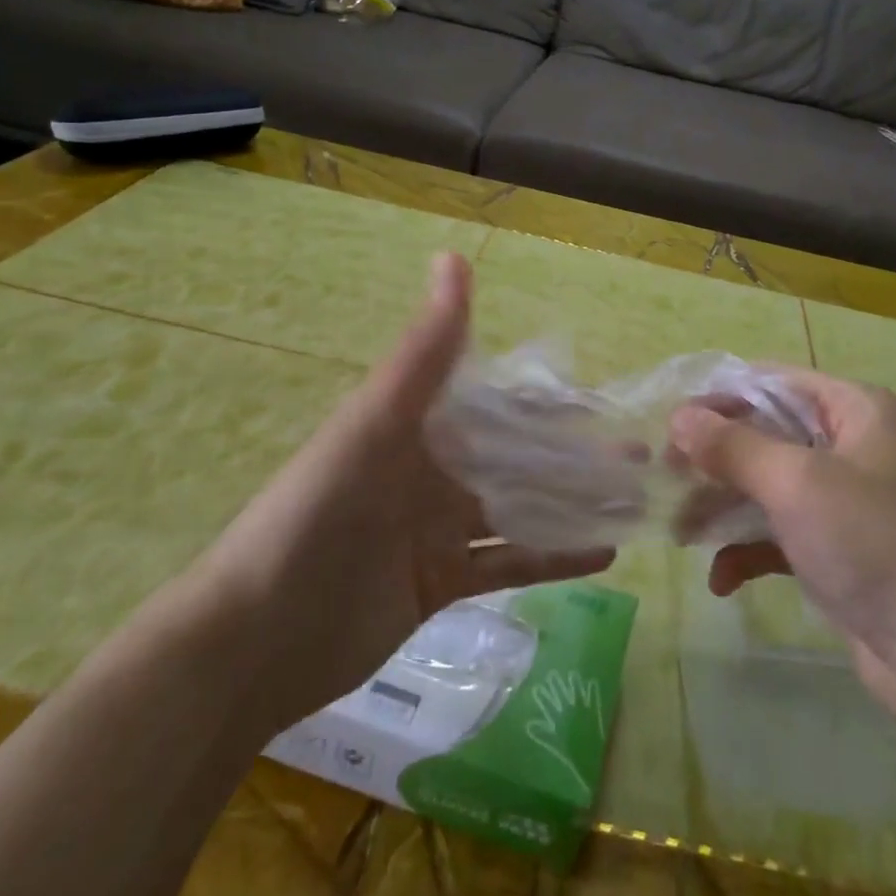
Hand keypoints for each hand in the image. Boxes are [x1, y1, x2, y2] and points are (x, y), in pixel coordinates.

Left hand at [191, 253, 613, 736]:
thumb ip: (425, 348)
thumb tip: (453, 256)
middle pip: (518, 458)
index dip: (553, 401)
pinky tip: (603, 553)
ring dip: (572, 505)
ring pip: (519, 509)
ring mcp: (437, 529)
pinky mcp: (441, 583)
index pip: (500, 403)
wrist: (255, 639)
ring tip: (633, 501)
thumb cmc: (317, 514)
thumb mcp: (375, 422)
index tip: (608, 401)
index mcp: (418, 426)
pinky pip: (507, 564)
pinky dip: (552, 557)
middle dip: (576, 456)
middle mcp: (432, 470)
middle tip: (639, 456)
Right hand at [669, 370, 895, 724]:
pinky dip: (749, 550)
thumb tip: (678, 417)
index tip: (670, 424)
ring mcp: (845, 501)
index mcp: (853, 410)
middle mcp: (850, 445)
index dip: (720, 398)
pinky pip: (780, 534)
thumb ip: (733, 447)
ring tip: (679, 532)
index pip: (772, 382)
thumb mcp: (797, 483)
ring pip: (767, 487)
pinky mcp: (838, 550)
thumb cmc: (874, 543)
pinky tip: (722, 580)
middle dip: (715, 459)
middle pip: (765, 435)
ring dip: (723, 507)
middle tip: (664, 477)